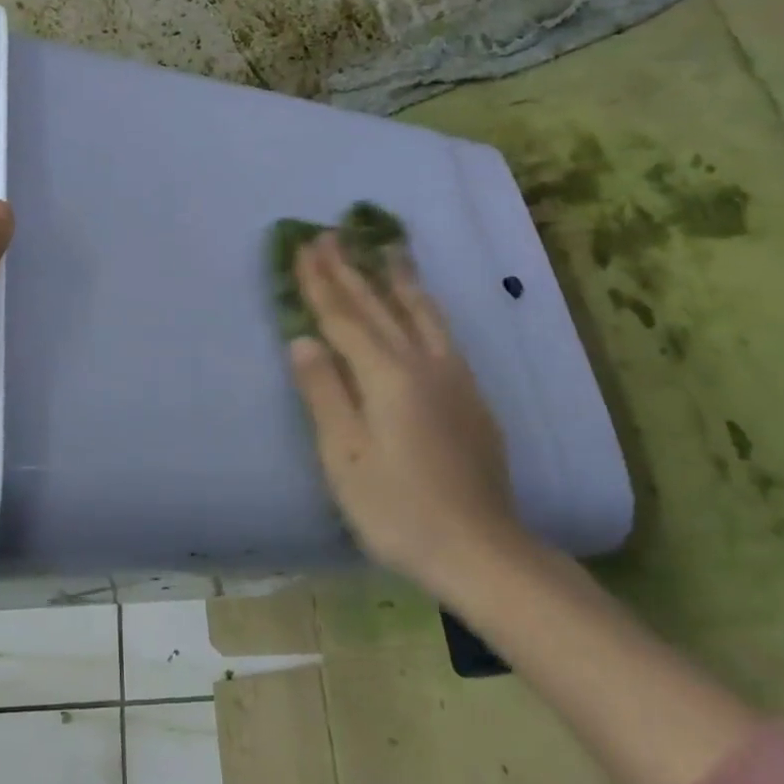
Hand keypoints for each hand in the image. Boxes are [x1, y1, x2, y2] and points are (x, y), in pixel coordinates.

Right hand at [288, 233, 520, 585]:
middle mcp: (423, 364)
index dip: (321, 283)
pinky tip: (424, 307)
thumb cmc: (398, 509)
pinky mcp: (471, 396)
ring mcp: (453, 378)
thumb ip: (324, 393)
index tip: (304, 248)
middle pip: (379, 306)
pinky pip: (442, 332)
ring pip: (421, 312)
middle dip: (351, 269)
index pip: (344, 318)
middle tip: (331, 234)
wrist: (481, 549)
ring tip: (389, 247)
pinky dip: (424, 307)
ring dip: (398, 278)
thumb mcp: (344, 456)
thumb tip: (302, 340)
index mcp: (386, 376)